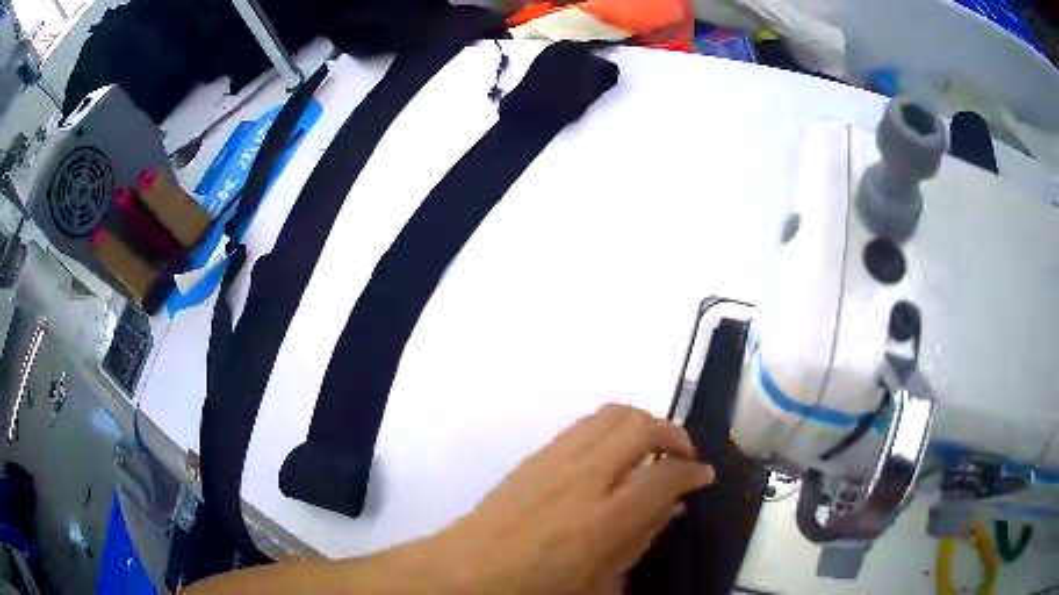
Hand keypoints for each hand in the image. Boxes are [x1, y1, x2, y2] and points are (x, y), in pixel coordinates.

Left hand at [432, 403, 715, 594]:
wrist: (468, 570)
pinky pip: (583, 425)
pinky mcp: (535, 454)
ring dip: (641, 423)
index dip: (693, 470)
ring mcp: (555, 459)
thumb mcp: (599, 581)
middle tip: (682, 454)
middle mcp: (582, 477)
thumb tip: (671, 507)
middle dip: (673, 432)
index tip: (704, 475)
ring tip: (651, 447)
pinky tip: (610, 455)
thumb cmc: (536, 587)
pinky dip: (610, 429)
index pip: (665, 475)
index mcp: (602, 519)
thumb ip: (639, 540)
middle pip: (640, 426)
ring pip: (612, 414)